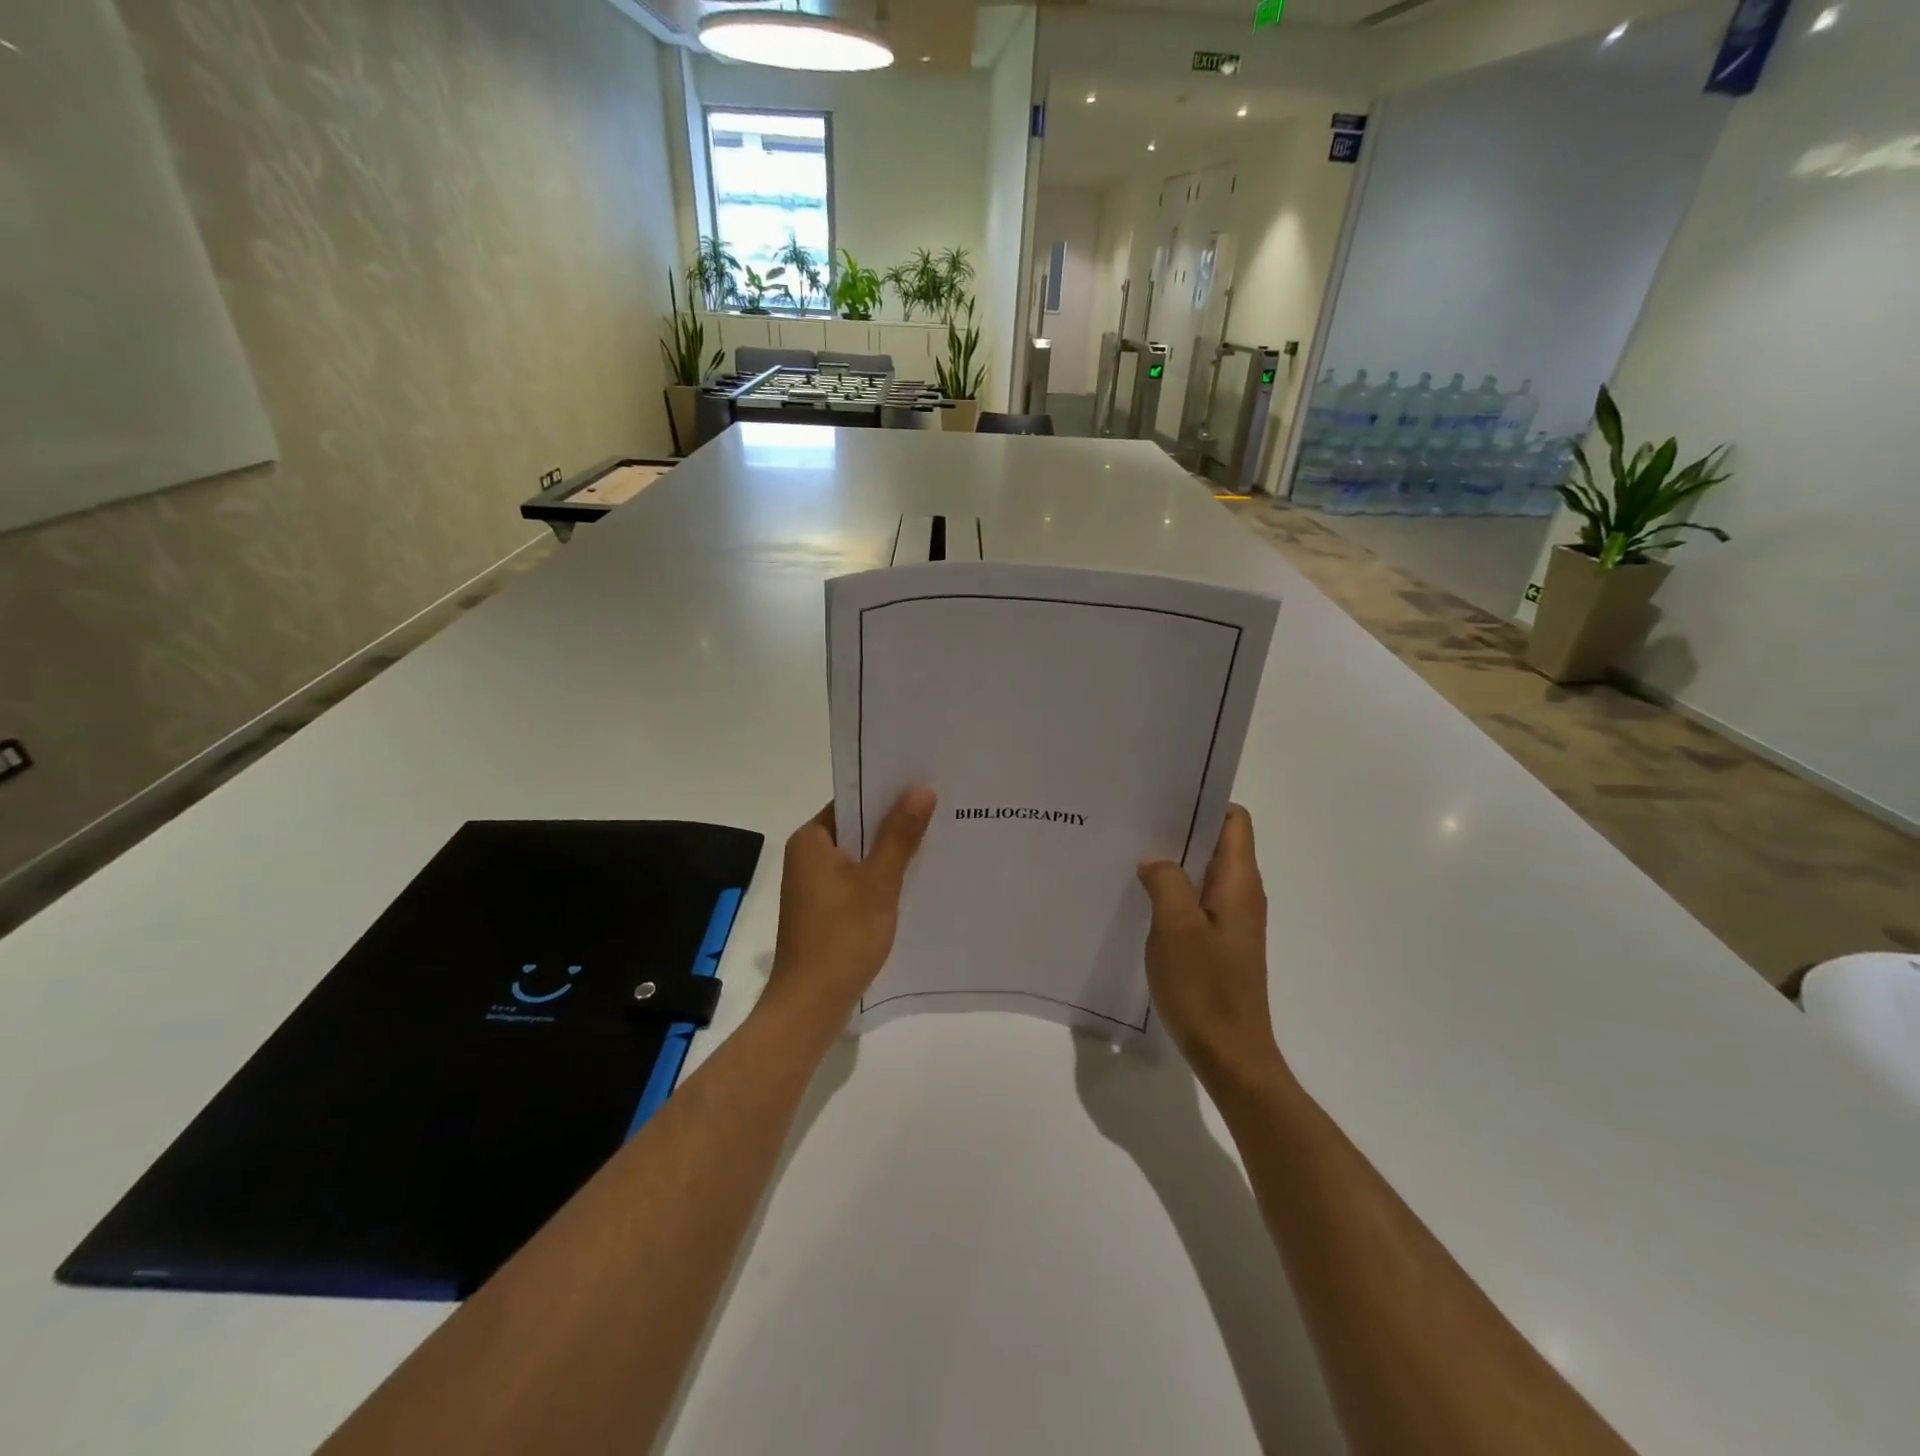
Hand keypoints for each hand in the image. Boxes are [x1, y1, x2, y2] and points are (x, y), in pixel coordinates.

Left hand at [763, 786, 936, 1028]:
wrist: (810, 1004)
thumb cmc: (842, 936)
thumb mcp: (878, 882)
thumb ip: (899, 835)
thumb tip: (921, 789)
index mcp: (811, 840)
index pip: (852, 799)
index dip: (886, 790)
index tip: (924, 783)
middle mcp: (807, 856)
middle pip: (856, 826)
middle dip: (894, 821)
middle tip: (940, 808)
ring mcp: (813, 885)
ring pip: (858, 855)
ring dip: (889, 851)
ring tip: (936, 838)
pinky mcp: (823, 909)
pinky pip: (855, 880)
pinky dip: (880, 877)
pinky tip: (913, 879)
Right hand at [1138, 806, 1284, 1089]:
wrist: (1230, 1055)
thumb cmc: (1205, 989)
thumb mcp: (1176, 928)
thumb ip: (1166, 882)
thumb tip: (1155, 860)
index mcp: (1239, 883)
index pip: (1233, 821)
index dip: (1204, 803)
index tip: (1164, 798)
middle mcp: (1241, 894)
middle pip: (1216, 843)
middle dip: (1180, 829)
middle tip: (1135, 822)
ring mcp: (1231, 921)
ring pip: (1203, 873)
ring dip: (1173, 861)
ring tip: (1131, 854)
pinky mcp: (1219, 943)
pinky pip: (1196, 901)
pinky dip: (1173, 891)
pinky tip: (1142, 898)